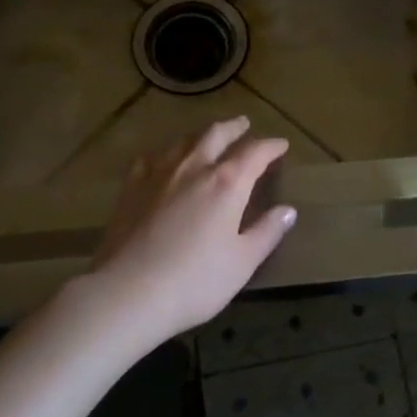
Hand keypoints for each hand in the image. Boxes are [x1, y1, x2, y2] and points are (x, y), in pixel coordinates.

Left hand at [84, 116, 297, 341]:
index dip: (271, 146)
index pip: (255, 153)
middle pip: (216, 134)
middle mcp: (194, 168)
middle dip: (234, 128)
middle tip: (244, 124)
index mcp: (227, 183)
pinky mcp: (131, 187)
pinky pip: (152, 157)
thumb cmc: (195, 281)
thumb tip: (288, 211)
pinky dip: (166, 152)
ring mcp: (159, 174)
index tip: (281, 145)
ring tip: (209, 136)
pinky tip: (164, 159)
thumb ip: (267, 232)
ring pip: (184, 140)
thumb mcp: (242, 262)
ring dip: (202, 134)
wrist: (128, 292)